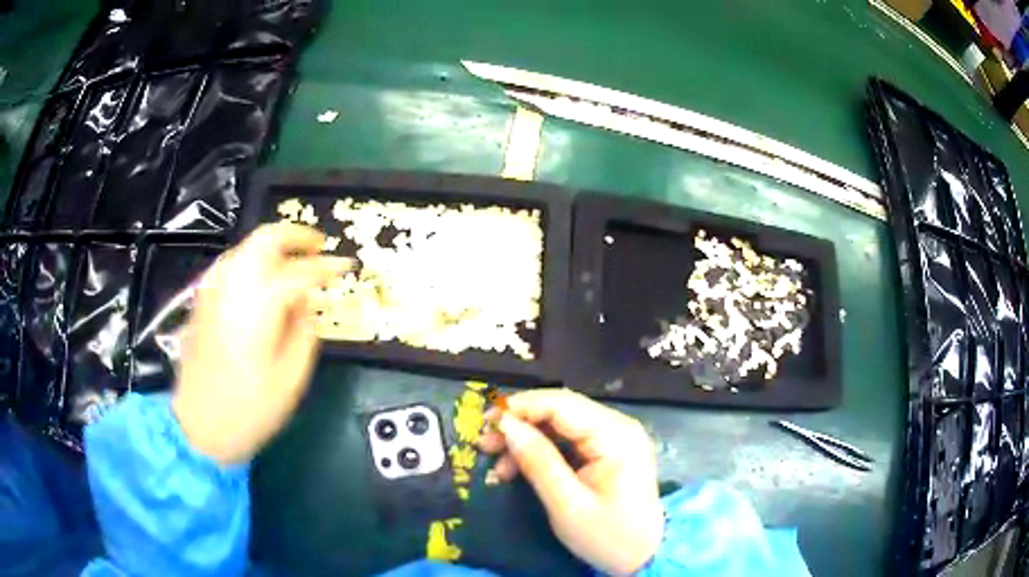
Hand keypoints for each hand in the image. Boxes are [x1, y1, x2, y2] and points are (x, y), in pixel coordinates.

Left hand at [173, 223, 351, 464]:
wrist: (200, 426)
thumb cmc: (250, 409)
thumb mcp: (291, 378)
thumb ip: (304, 332)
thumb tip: (307, 303)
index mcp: (259, 305)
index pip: (300, 272)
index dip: (327, 267)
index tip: (347, 266)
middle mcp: (233, 285)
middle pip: (266, 239)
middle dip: (296, 235)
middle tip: (319, 246)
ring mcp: (213, 289)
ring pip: (246, 247)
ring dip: (274, 246)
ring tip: (295, 261)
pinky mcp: (203, 299)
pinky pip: (232, 264)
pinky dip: (253, 260)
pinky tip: (263, 279)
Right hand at [478, 389, 662, 575]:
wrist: (644, 556)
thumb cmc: (608, 535)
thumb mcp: (567, 505)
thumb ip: (538, 462)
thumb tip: (506, 425)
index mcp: (616, 436)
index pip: (562, 404)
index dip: (520, 407)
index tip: (485, 422)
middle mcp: (618, 427)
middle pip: (561, 410)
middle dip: (520, 423)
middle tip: (484, 443)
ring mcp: (615, 437)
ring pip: (561, 424)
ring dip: (527, 439)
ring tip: (497, 464)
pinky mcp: (609, 451)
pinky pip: (569, 440)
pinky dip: (542, 451)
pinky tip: (517, 469)